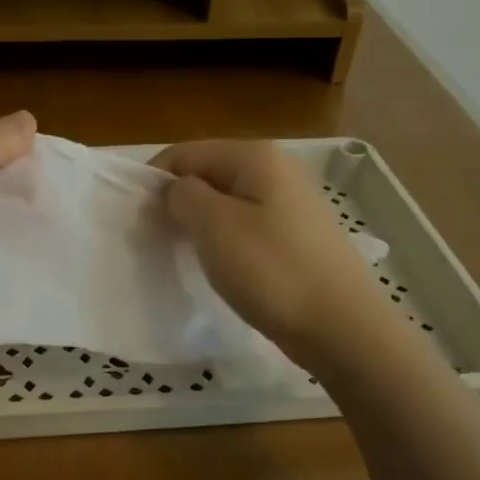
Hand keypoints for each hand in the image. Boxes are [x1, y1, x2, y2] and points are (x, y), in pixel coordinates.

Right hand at [151, 139, 384, 367]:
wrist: (341, 326)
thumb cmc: (271, 270)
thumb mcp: (214, 226)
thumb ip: (183, 196)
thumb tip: (176, 190)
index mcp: (255, 157)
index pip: (186, 153)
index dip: (155, 180)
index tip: (138, 218)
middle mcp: (277, 169)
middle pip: (208, 174)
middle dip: (178, 201)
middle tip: (158, 238)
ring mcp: (292, 202)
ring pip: (227, 201)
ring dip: (201, 223)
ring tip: (185, 254)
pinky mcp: (298, 234)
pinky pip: (247, 225)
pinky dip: (226, 239)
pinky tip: (222, 266)